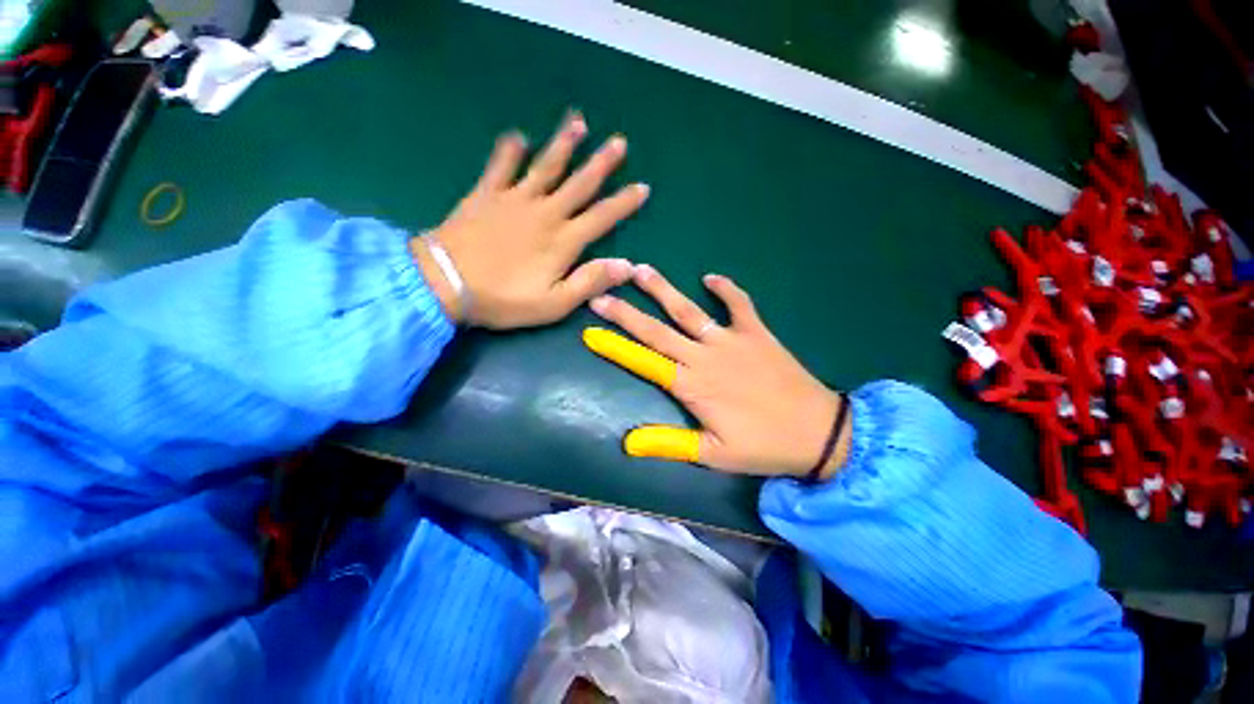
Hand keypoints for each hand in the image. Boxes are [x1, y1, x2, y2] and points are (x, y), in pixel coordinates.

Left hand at [413, 112, 649, 328]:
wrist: (445, 283)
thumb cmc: (505, 299)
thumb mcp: (554, 303)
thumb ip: (590, 282)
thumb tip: (627, 266)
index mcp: (564, 240)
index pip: (602, 217)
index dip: (624, 202)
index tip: (642, 186)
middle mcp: (545, 212)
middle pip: (579, 183)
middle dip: (602, 163)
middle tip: (619, 141)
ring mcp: (515, 199)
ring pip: (546, 166)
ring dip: (564, 143)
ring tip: (578, 122)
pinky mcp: (487, 194)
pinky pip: (501, 165)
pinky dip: (510, 149)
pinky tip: (518, 135)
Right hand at [584, 266, 850, 478]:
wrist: (818, 432)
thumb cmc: (763, 445)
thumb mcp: (713, 454)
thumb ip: (669, 443)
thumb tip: (628, 443)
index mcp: (691, 385)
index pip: (643, 360)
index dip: (615, 346)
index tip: (591, 330)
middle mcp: (705, 356)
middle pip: (657, 330)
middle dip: (626, 312)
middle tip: (601, 294)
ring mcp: (732, 340)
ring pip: (690, 311)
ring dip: (664, 290)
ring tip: (641, 270)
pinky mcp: (757, 333)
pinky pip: (740, 304)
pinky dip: (726, 289)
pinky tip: (711, 277)